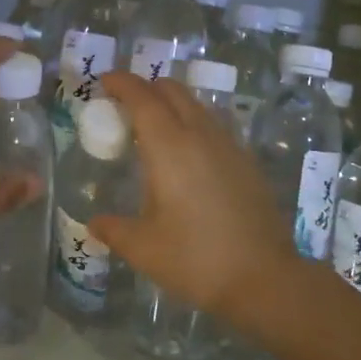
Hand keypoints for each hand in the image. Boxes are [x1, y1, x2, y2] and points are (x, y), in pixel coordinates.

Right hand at [90, 71, 295, 326]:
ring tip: (154, 127)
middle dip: (146, 87)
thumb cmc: (196, 259)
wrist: (265, 279)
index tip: (104, 81)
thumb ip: (114, 230)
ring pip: (196, 105)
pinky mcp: (246, 161)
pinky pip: (214, 125)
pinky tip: (188, 153)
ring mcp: (229, 145)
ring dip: (171, 103)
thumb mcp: (144, 249)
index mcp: (169, 147)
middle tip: (125, 103)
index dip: (122, 83)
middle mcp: (200, 135)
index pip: (142, 97)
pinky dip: (193, 122)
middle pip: (172, 91)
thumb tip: (94, 223)